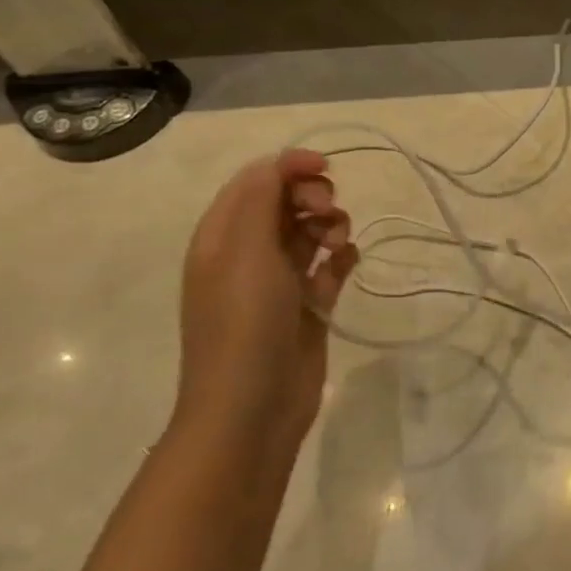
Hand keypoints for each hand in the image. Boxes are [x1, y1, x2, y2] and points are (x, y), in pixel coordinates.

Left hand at [176, 149, 358, 457]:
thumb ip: (260, 198)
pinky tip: (347, 262)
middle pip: (287, 202)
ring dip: (331, 225)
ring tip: (337, 244)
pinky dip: (342, 256)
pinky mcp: (308, 305)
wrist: (252, 407)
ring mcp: (279, 281)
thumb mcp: (243, 251)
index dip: (289, 167)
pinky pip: (331, 265)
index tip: (325, 169)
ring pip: (311, 231)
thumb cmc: (244, 323)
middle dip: (313, 197)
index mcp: (222, 237)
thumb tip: (280, 163)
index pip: (256, 181)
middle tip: (327, 214)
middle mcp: (248, 254)